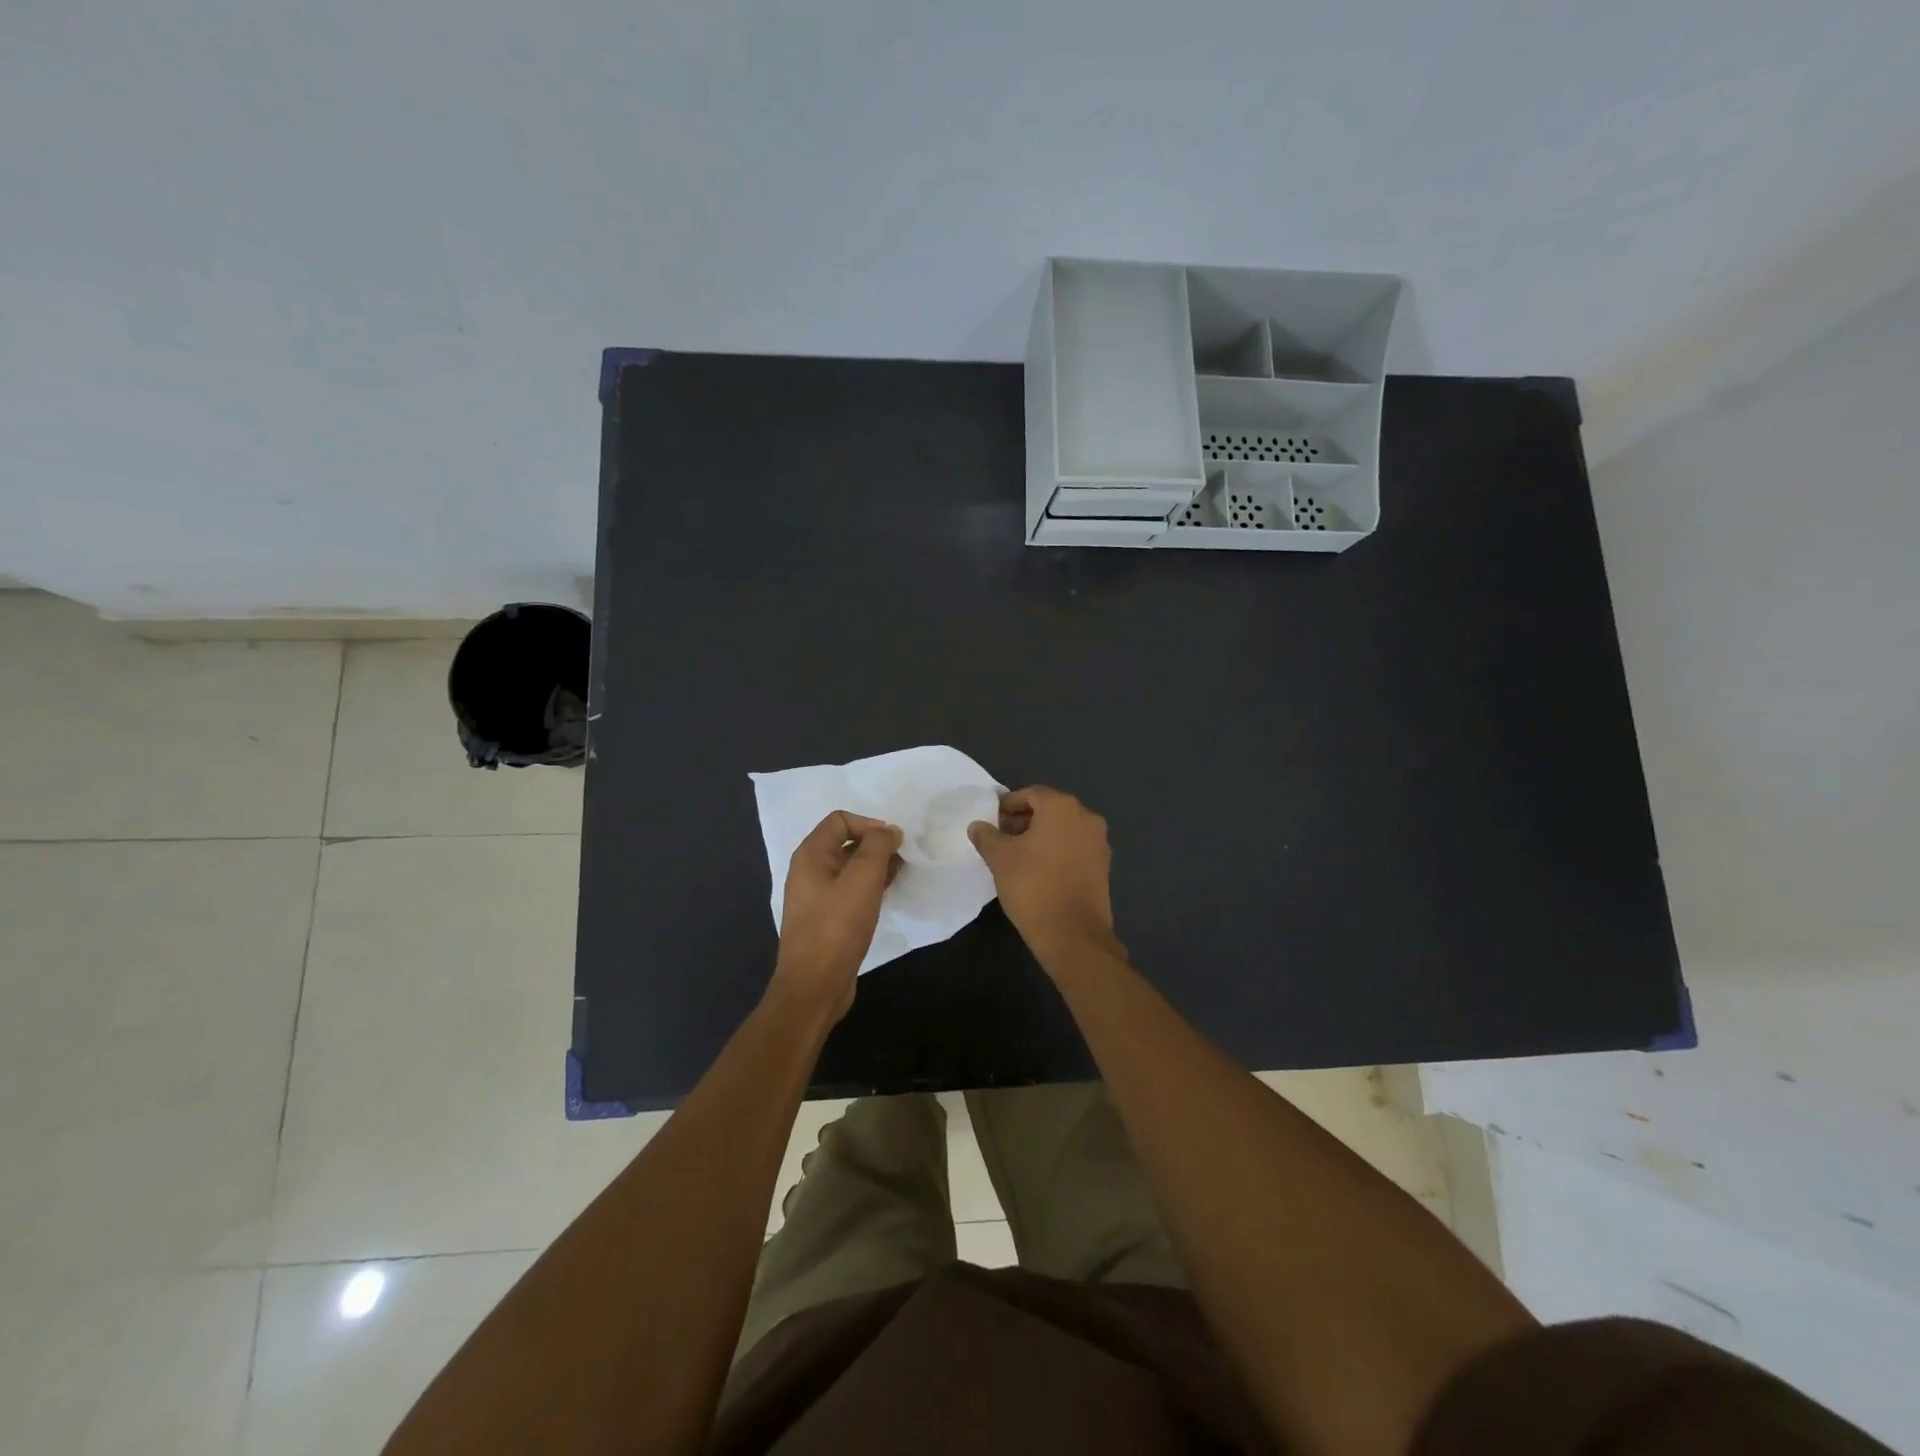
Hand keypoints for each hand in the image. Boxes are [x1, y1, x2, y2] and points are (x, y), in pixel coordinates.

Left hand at [772, 811, 902, 1022]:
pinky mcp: (826, 919)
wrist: (815, 985)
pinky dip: (870, 888)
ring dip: (876, 867)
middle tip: (903, 859)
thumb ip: (878, 847)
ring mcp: (816, 897)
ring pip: (850, 869)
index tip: (894, 842)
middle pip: (845, 843)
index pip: (840, 820)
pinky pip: (850, 892)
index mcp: (811, 855)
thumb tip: (889, 831)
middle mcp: (809, 871)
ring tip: (900, 876)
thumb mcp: (863, 879)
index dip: (869, 824)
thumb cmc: (837, 926)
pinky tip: (887, 897)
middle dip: (876, 846)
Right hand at [967, 786, 1116, 958]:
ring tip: (1018, 856)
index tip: (993, 820)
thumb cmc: (1032, 886)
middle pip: (1050, 809)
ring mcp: (1099, 842)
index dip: (1009, 804)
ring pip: (1064, 829)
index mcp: (1062, 807)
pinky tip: (1039, 871)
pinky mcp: (1103, 866)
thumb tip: (977, 825)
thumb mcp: (1000, 858)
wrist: (1072, 934)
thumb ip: (986, 836)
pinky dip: (1057, 851)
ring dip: (1041, 836)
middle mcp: (1086, 817)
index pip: (1031, 794)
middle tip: (1002, 837)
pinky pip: (1075, 848)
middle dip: (1024, 820)